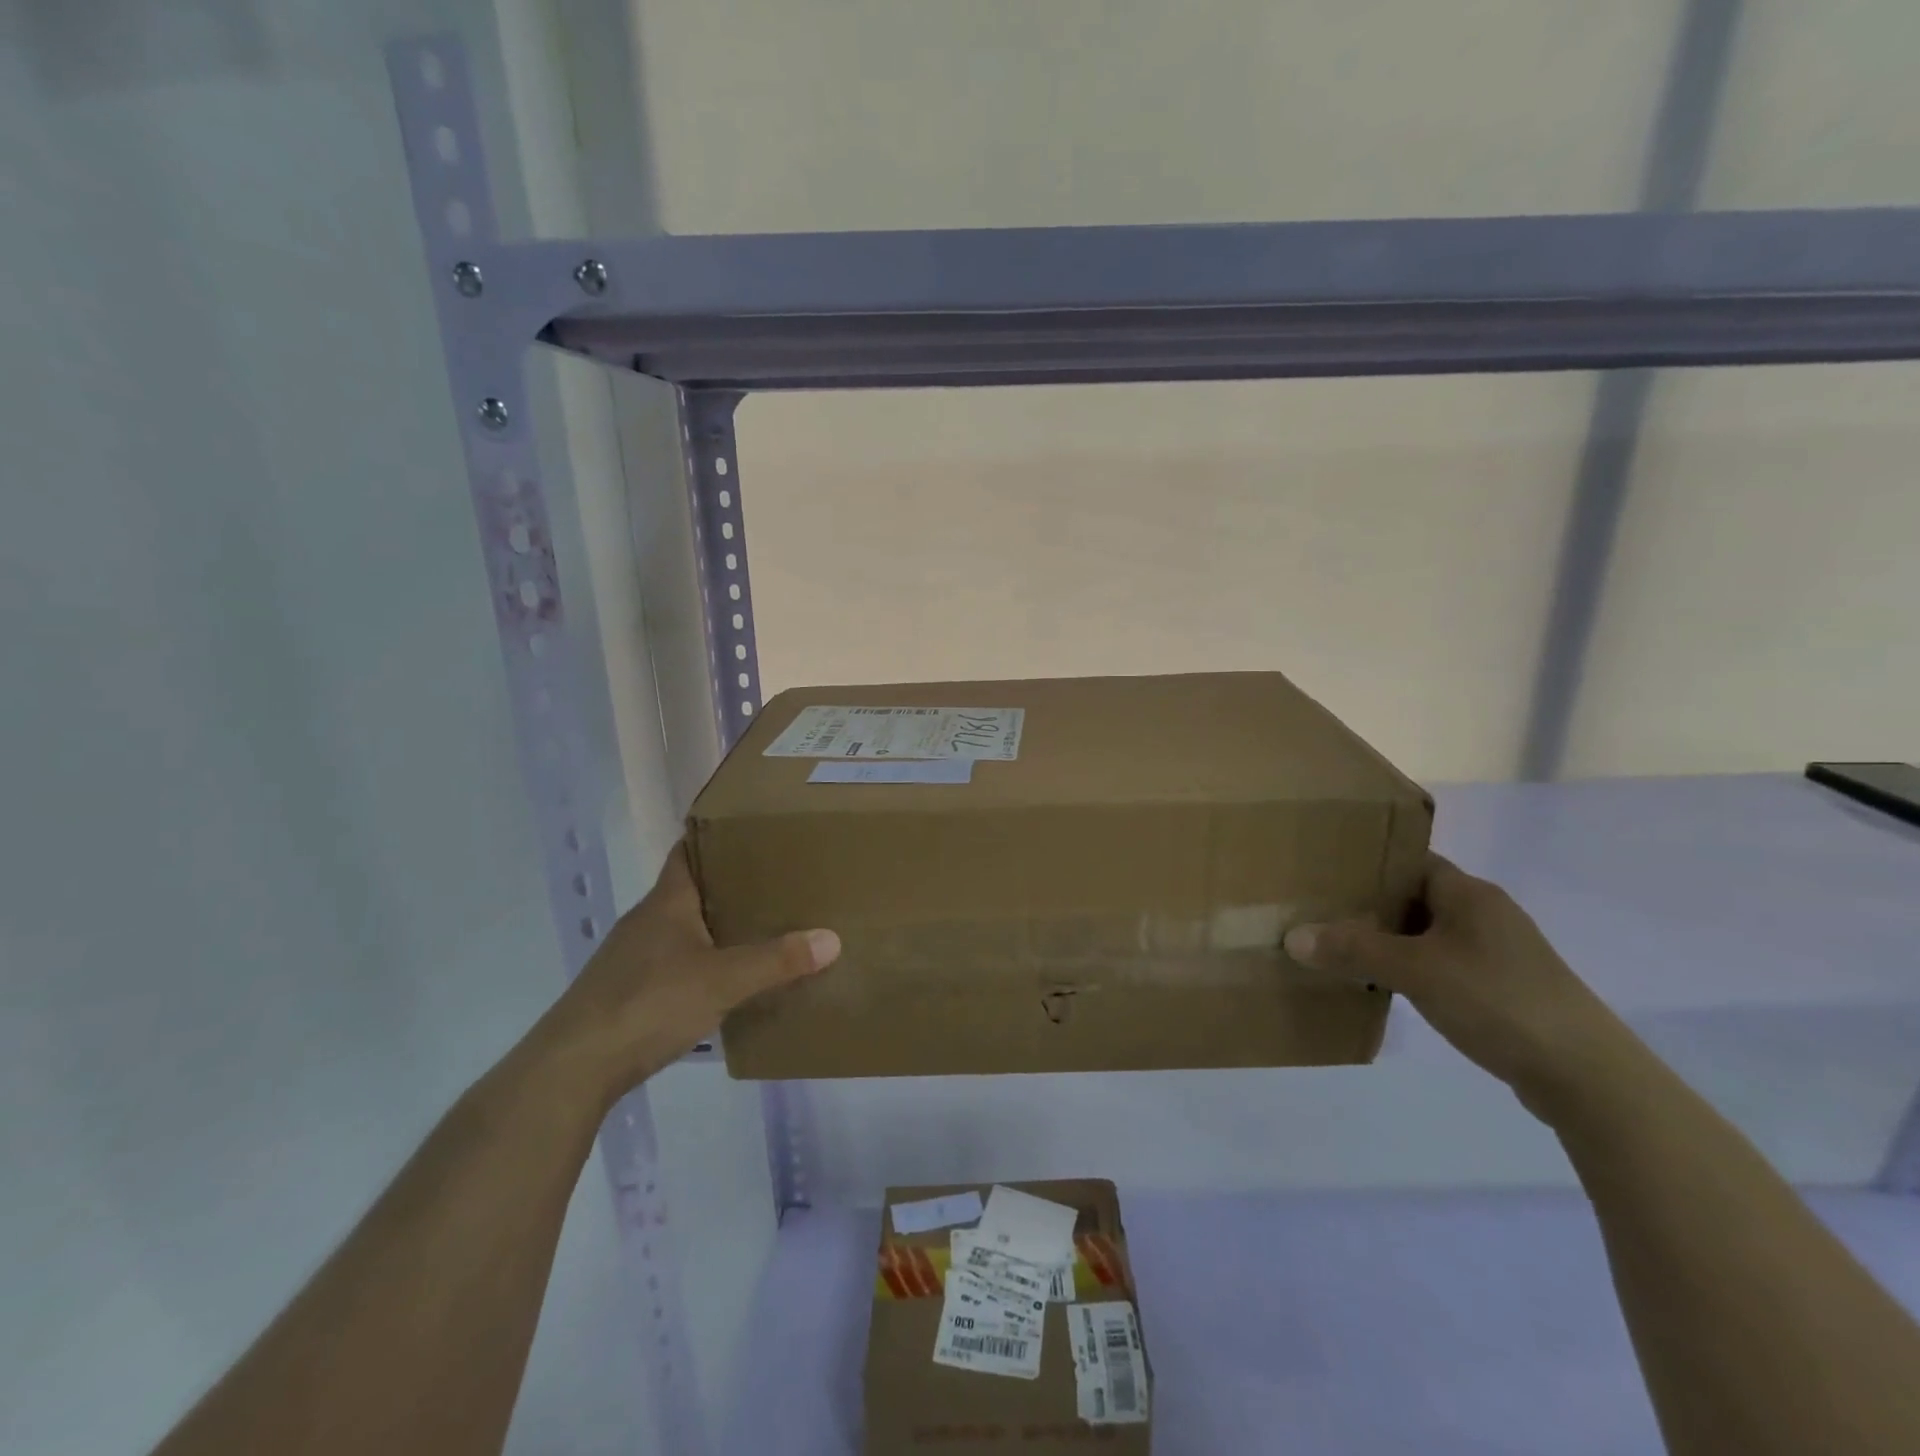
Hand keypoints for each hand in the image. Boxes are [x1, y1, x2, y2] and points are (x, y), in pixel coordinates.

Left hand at [529, 843, 839, 1103]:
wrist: (574, 1068)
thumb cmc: (649, 1003)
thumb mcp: (722, 980)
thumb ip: (776, 961)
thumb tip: (832, 938)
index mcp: (666, 902)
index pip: (689, 851)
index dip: (717, 837)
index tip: (754, 832)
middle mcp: (647, 921)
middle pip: (690, 889)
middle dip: (729, 884)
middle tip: (777, 881)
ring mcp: (633, 957)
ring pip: (682, 928)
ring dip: (715, 926)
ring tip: (761, 927)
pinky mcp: (627, 992)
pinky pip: (674, 962)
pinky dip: (701, 961)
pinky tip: (725, 979)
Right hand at [1284, 854, 1632, 1116]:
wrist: (1587, 1076)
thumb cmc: (1497, 1001)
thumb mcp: (1415, 972)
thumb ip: (1354, 951)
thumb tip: (1293, 936)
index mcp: (1468, 893)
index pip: (1409, 860)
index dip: (1367, 864)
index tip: (1324, 875)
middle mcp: (1485, 913)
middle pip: (1414, 897)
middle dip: (1369, 906)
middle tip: (1319, 914)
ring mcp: (1498, 952)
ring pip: (1427, 934)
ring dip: (1389, 942)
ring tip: (1341, 951)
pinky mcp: (1503, 987)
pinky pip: (1443, 964)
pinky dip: (1412, 969)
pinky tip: (1386, 987)